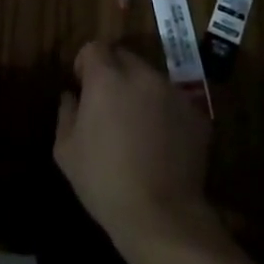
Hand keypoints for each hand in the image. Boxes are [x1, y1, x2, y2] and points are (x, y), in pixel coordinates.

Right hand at [54, 40, 214, 260]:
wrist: (161, 215)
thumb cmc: (104, 180)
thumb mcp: (65, 150)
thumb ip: (66, 113)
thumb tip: (71, 95)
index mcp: (107, 78)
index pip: (94, 47)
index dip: (85, 64)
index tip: (83, 87)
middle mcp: (143, 75)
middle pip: (124, 57)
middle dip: (113, 73)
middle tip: (108, 106)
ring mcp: (174, 93)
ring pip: (151, 79)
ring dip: (140, 92)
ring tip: (137, 126)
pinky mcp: (197, 115)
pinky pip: (174, 102)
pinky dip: (165, 112)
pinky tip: (161, 143)